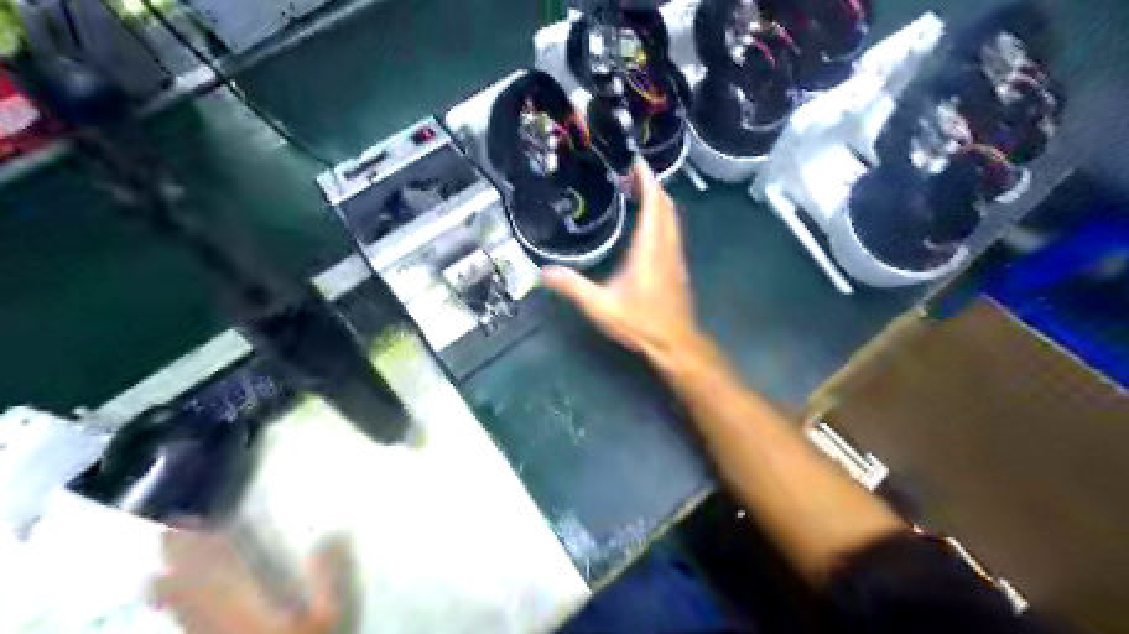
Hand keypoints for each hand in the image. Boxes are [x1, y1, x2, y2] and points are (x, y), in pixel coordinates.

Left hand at [154, 528, 338, 630]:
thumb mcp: (328, 617)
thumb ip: (328, 577)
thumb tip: (330, 535)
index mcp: (249, 607)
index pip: (223, 569)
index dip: (208, 545)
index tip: (198, 521)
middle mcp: (221, 621)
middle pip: (194, 587)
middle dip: (181, 560)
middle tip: (169, 532)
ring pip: (182, 608)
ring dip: (171, 584)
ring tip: (157, 567)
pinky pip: (184, 624)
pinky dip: (175, 607)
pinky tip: (169, 605)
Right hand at [542, 162, 702, 359]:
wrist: (674, 342)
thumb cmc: (641, 322)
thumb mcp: (601, 306)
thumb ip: (573, 287)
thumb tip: (543, 272)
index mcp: (649, 248)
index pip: (653, 204)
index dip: (646, 179)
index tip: (635, 160)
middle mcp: (666, 246)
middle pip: (666, 205)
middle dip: (651, 185)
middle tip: (629, 173)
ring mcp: (675, 255)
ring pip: (672, 217)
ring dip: (657, 200)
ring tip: (636, 191)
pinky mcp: (677, 266)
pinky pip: (672, 230)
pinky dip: (661, 216)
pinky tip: (646, 224)